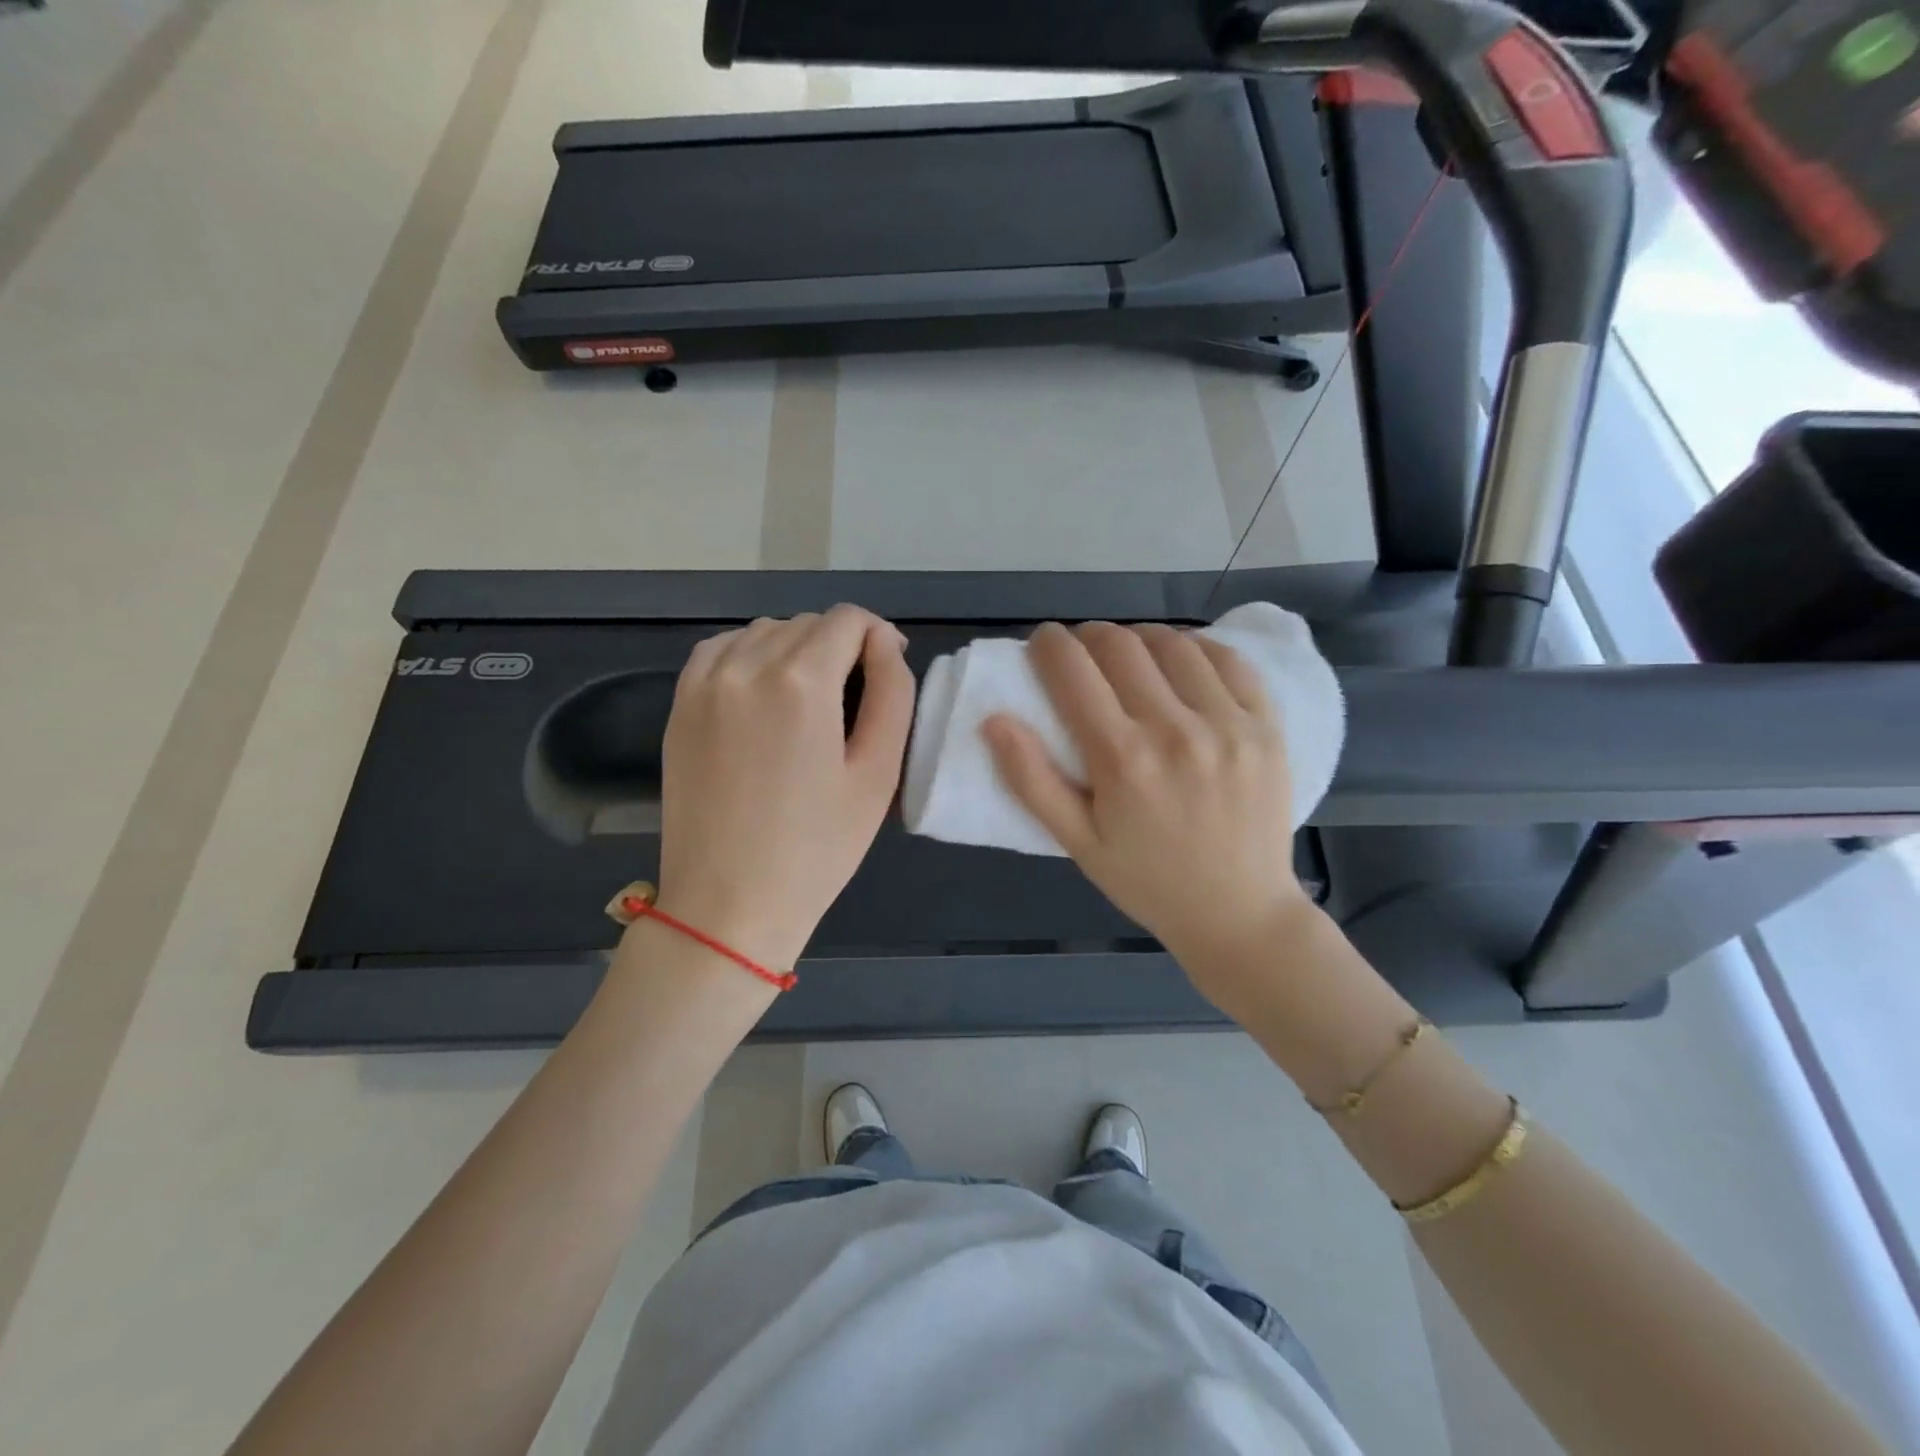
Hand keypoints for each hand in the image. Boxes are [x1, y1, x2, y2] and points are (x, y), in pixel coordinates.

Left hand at [657, 606, 914, 972]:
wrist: (728, 904)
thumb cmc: (817, 847)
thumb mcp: (878, 773)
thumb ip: (892, 693)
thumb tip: (885, 642)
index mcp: (801, 681)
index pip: (847, 620)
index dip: (877, 636)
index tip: (886, 670)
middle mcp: (746, 666)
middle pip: (806, 624)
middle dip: (840, 645)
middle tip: (854, 697)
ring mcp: (704, 684)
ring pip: (763, 632)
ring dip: (795, 648)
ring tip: (810, 699)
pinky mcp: (680, 706)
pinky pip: (720, 650)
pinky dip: (749, 655)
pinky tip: (763, 691)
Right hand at [983, 622, 1311, 1009]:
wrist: (1239, 914)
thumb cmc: (1148, 881)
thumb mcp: (1078, 843)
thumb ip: (1032, 781)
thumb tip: (994, 721)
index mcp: (1122, 759)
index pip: (1072, 670)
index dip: (1049, 644)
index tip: (1043, 644)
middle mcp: (1175, 730)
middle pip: (1120, 645)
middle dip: (1089, 637)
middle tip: (1082, 653)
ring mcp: (1228, 724)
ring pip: (1173, 644)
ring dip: (1139, 639)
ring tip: (1129, 658)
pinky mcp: (1266, 726)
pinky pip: (1229, 660)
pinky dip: (1196, 649)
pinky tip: (1182, 663)